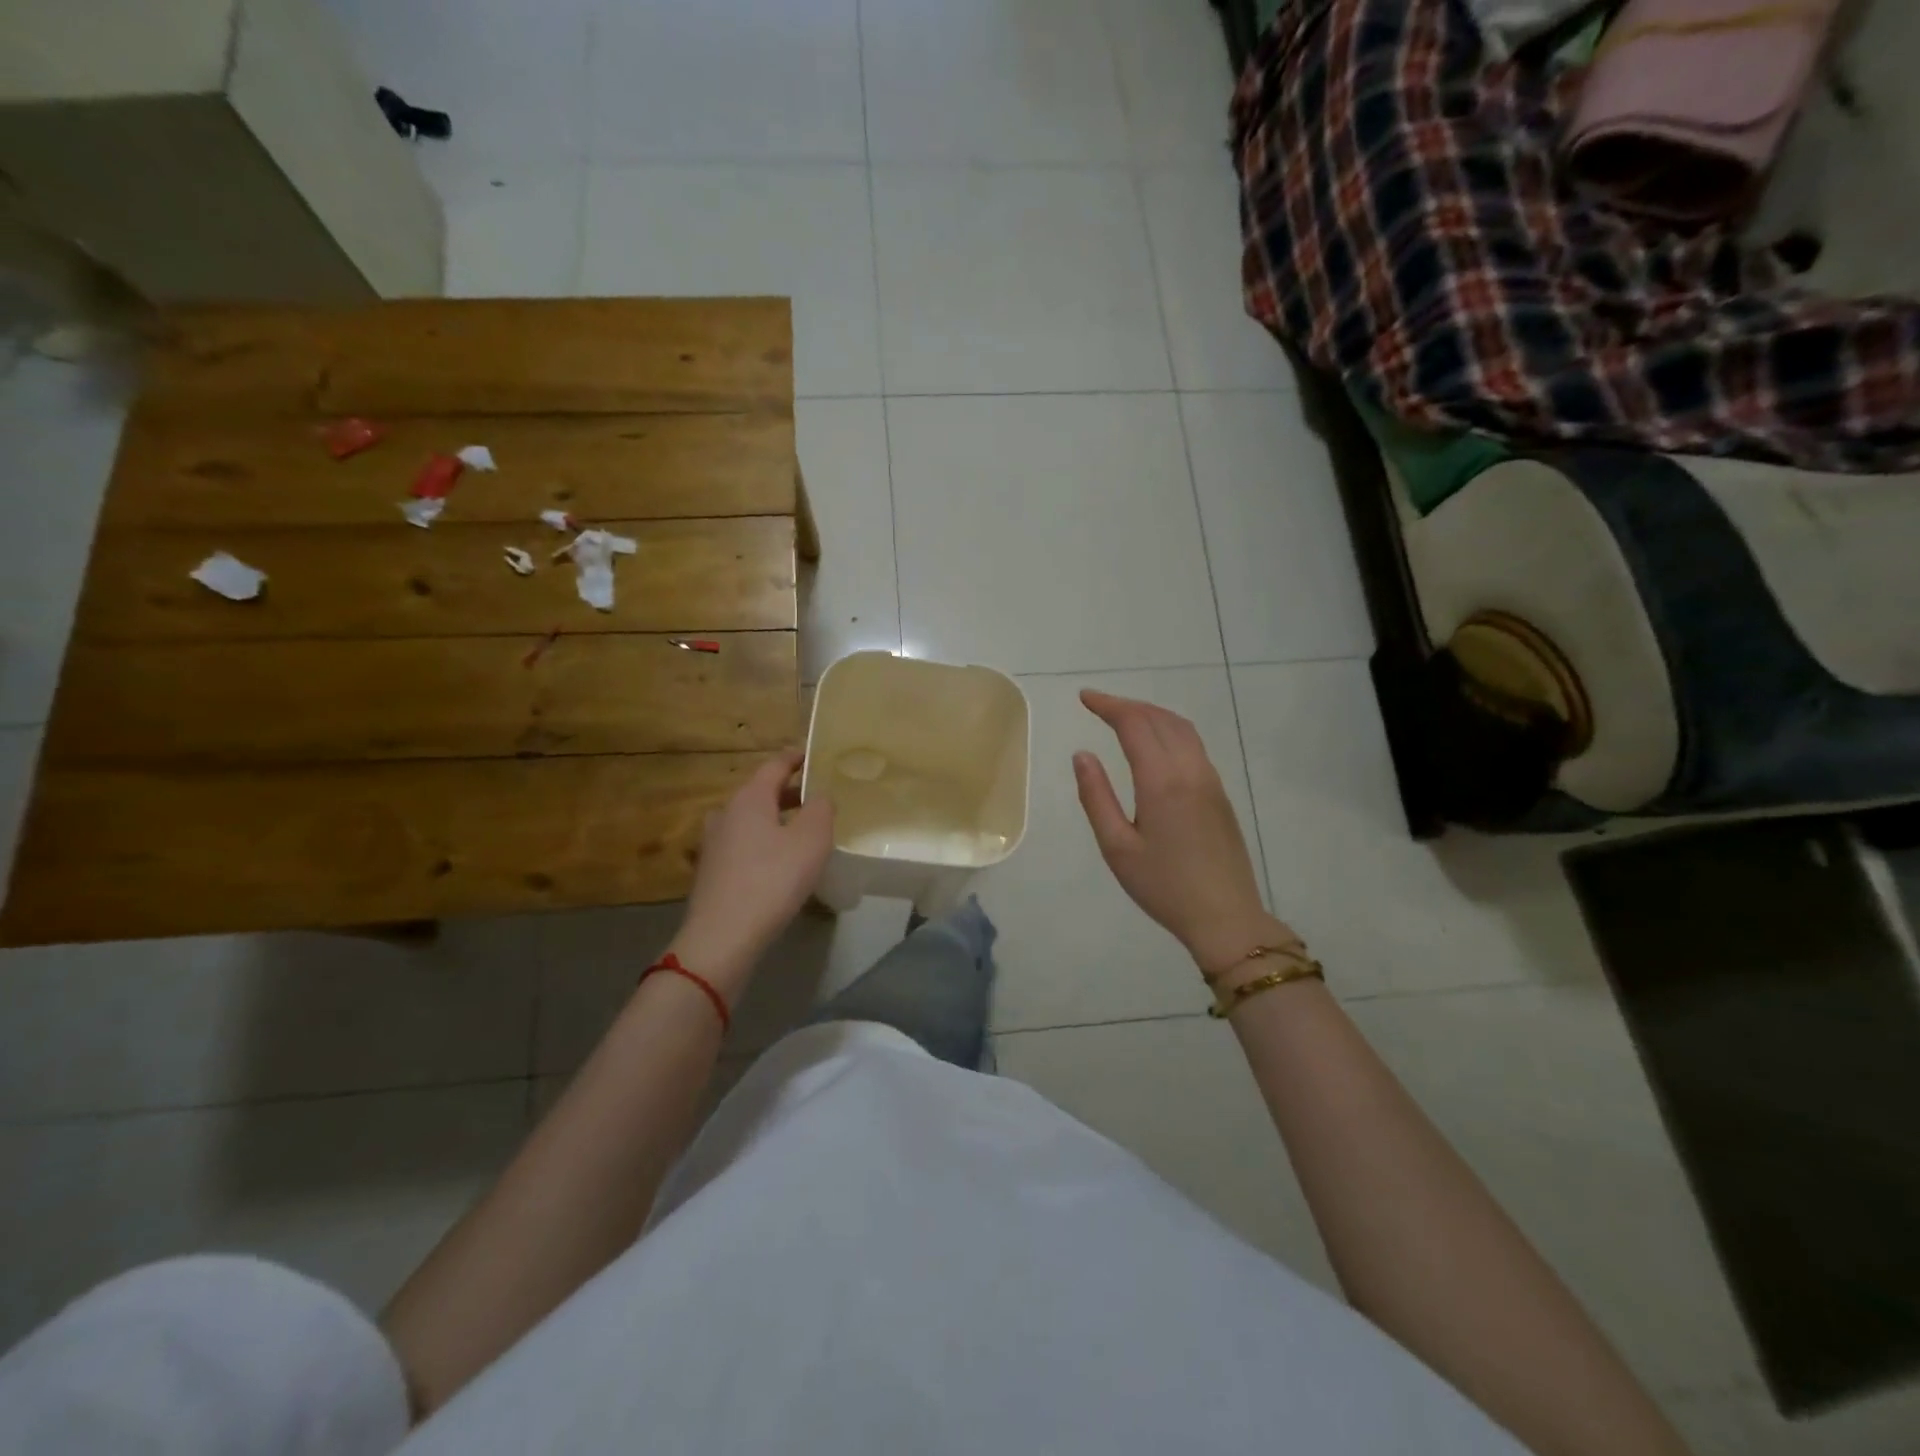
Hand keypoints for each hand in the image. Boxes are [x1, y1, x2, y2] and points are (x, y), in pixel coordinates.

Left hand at [670, 749, 834, 996]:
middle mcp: (726, 813)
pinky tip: (780, 862)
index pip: (774, 765)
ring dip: (776, 819)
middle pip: (761, 792)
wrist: (723, 937)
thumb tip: (820, 796)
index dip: (796, 758)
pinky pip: (744, 844)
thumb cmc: (772, 880)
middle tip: (817, 798)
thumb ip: (821, 809)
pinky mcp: (711, 871)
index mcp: (749, 798)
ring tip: (802, 831)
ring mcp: (714, 843)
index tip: (814, 755)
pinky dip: (764, 842)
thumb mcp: (811, 841)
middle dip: (790, 792)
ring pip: (751, 820)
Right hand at [1073, 690, 1298, 976]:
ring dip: (1151, 714)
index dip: (1108, 705)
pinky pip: (1193, 744)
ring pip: (1182, 728)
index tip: (1084, 698)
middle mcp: (1190, 770)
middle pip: (1160, 719)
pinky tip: (1156, 743)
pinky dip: (1169, 729)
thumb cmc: (1164, 886)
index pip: (1134, 724)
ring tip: (1124, 716)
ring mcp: (1210, 780)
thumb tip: (1082, 755)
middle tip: (1098, 705)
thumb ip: (1096, 797)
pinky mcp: (1220, 793)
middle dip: (1127, 705)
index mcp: (1161, 781)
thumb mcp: (1117, 847)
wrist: (1226, 917)